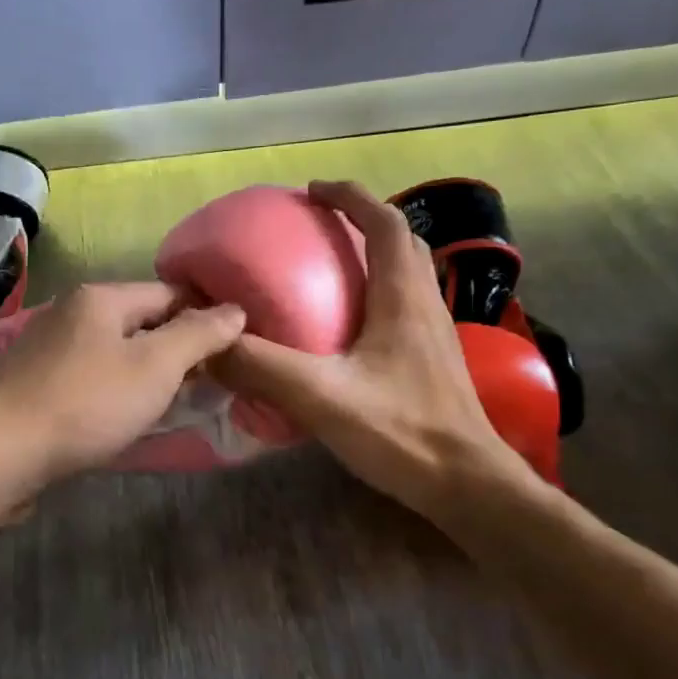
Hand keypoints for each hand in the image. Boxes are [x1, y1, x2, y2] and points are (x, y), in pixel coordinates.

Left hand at [0, 282, 245, 491]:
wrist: (0, 453)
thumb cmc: (86, 404)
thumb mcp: (155, 366)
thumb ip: (199, 334)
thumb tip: (235, 309)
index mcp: (100, 298)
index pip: (169, 294)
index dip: (205, 319)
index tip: (231, 353)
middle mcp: (71, 311)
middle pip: (140, 322)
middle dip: (175, 350)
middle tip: (206, 385)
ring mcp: (47, 347)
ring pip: (114, 352)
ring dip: (145, 374)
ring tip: (170, 405)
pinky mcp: (34, 382)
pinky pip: (90, 377)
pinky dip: (114, 391)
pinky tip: (122, 418)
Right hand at [210, 180, 533, 524]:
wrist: (470, 487)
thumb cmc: (403, 433)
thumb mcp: (322, 397)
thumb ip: (262, 368)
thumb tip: (207, 345)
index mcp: (403, 298)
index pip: (384, 223)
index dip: (350, 197)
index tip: (312, 191)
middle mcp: (424, 305)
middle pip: (401, 242)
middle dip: (362, 220)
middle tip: (318, 227)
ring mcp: (435, 334)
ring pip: (407, 274)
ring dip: (373, 255)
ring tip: (329, 267)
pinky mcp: (433, 361)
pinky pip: (405, 306)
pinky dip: (377, 293)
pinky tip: (348, 327)